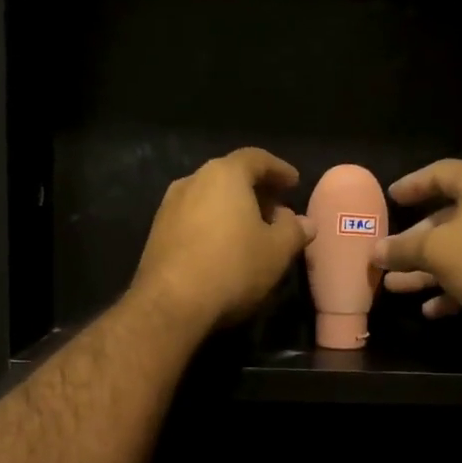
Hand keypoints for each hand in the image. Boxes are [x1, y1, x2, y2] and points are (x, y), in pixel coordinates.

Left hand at [132, 146, 313, 333]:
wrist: (171, 303)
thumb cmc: (233, 267)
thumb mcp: (277, 251)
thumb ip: (294, 230)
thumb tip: (304, 222)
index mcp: (225, 174)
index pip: (256, 159)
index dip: (279, 169)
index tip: (294, 183)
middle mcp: (193, 181)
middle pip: (230, 176)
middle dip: (256, 191)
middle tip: (276, 211)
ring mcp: (169, 206)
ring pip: (209, 198)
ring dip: (233, 209)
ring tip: (252, 232)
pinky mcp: (157, 233)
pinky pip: (194, 218)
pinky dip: (213, 225)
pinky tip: (224, 248)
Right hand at [374, 159, 461, 341]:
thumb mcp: (436, 250)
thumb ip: (403, 249)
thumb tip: (376, 250)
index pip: (442, 173)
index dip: (414, 183)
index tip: (391, 197)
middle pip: (446, 219)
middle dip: (413, 241)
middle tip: (385, 254)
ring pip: (455, 253)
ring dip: (424, 271)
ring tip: (393, 286)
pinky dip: (449, 291)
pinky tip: (429, 309)